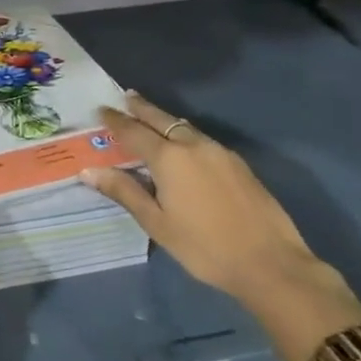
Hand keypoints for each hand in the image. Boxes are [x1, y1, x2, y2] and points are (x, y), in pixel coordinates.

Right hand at [79, 91, 326, 306]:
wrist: (271, 263)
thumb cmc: (205, 247)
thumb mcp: (157, 223)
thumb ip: (124, 192)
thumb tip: (90, 171)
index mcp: (169, 157)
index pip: (133, 131)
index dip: (115, 121)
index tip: (101, 110)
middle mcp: (193, 145)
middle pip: (161, 119)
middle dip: (141, 108)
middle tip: (126, 97)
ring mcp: (219, 152)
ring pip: (184, 127)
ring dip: (164, 119)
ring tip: (151, 117)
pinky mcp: (238, 164)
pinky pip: (201, 139)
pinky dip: (184, 134)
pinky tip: (183, 144)